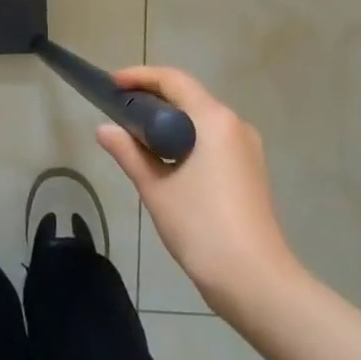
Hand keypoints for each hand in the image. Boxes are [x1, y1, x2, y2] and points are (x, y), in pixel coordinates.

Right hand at [97, 67, 303, 321]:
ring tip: (137, 135)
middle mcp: (235, 124)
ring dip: (169, 121)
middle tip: (119, 109)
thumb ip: (128, 152)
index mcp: (214, 119)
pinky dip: (187, 139)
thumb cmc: (202, 227)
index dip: (140, 76)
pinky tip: (166, 160)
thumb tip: (104, 129)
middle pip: (189, 96)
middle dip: (152, 98)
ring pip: (201, 119)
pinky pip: (213, 139)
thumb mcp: (156, 188)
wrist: (256, 283)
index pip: (173, 80)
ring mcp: (247, 148)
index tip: (112, 84)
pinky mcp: (250, 170)